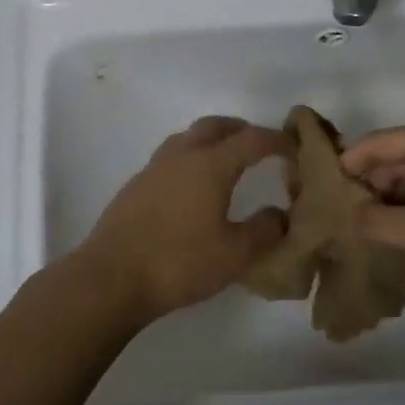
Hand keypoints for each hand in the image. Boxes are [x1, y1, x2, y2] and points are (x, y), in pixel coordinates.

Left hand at [77, 116, 290, 323]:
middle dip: (241, 130)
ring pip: (187, 138)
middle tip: (259, 146)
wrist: (111, 278)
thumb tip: (281, 214)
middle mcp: (181, 156)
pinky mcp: (135, 187)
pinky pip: (170, 159)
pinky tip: (192, 188)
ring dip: (211, 141)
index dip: (276, 140)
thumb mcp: (235, 254)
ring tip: (226, 162)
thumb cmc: (179, 263)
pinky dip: (190, 159)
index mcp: (210, 165)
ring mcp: (153, 169)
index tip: (293, 149)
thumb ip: (265, 230)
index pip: (251, 139)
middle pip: (215, 126)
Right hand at [340, 124, 404, 291]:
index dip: (347, 163)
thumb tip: (348, 216)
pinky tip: (403, 236)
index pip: (377, 142)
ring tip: (366, 231)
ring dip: (391, 201)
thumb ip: (377, 222)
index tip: (322, 191)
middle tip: (341, 217)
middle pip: (395, 158)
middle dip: (368, 185)